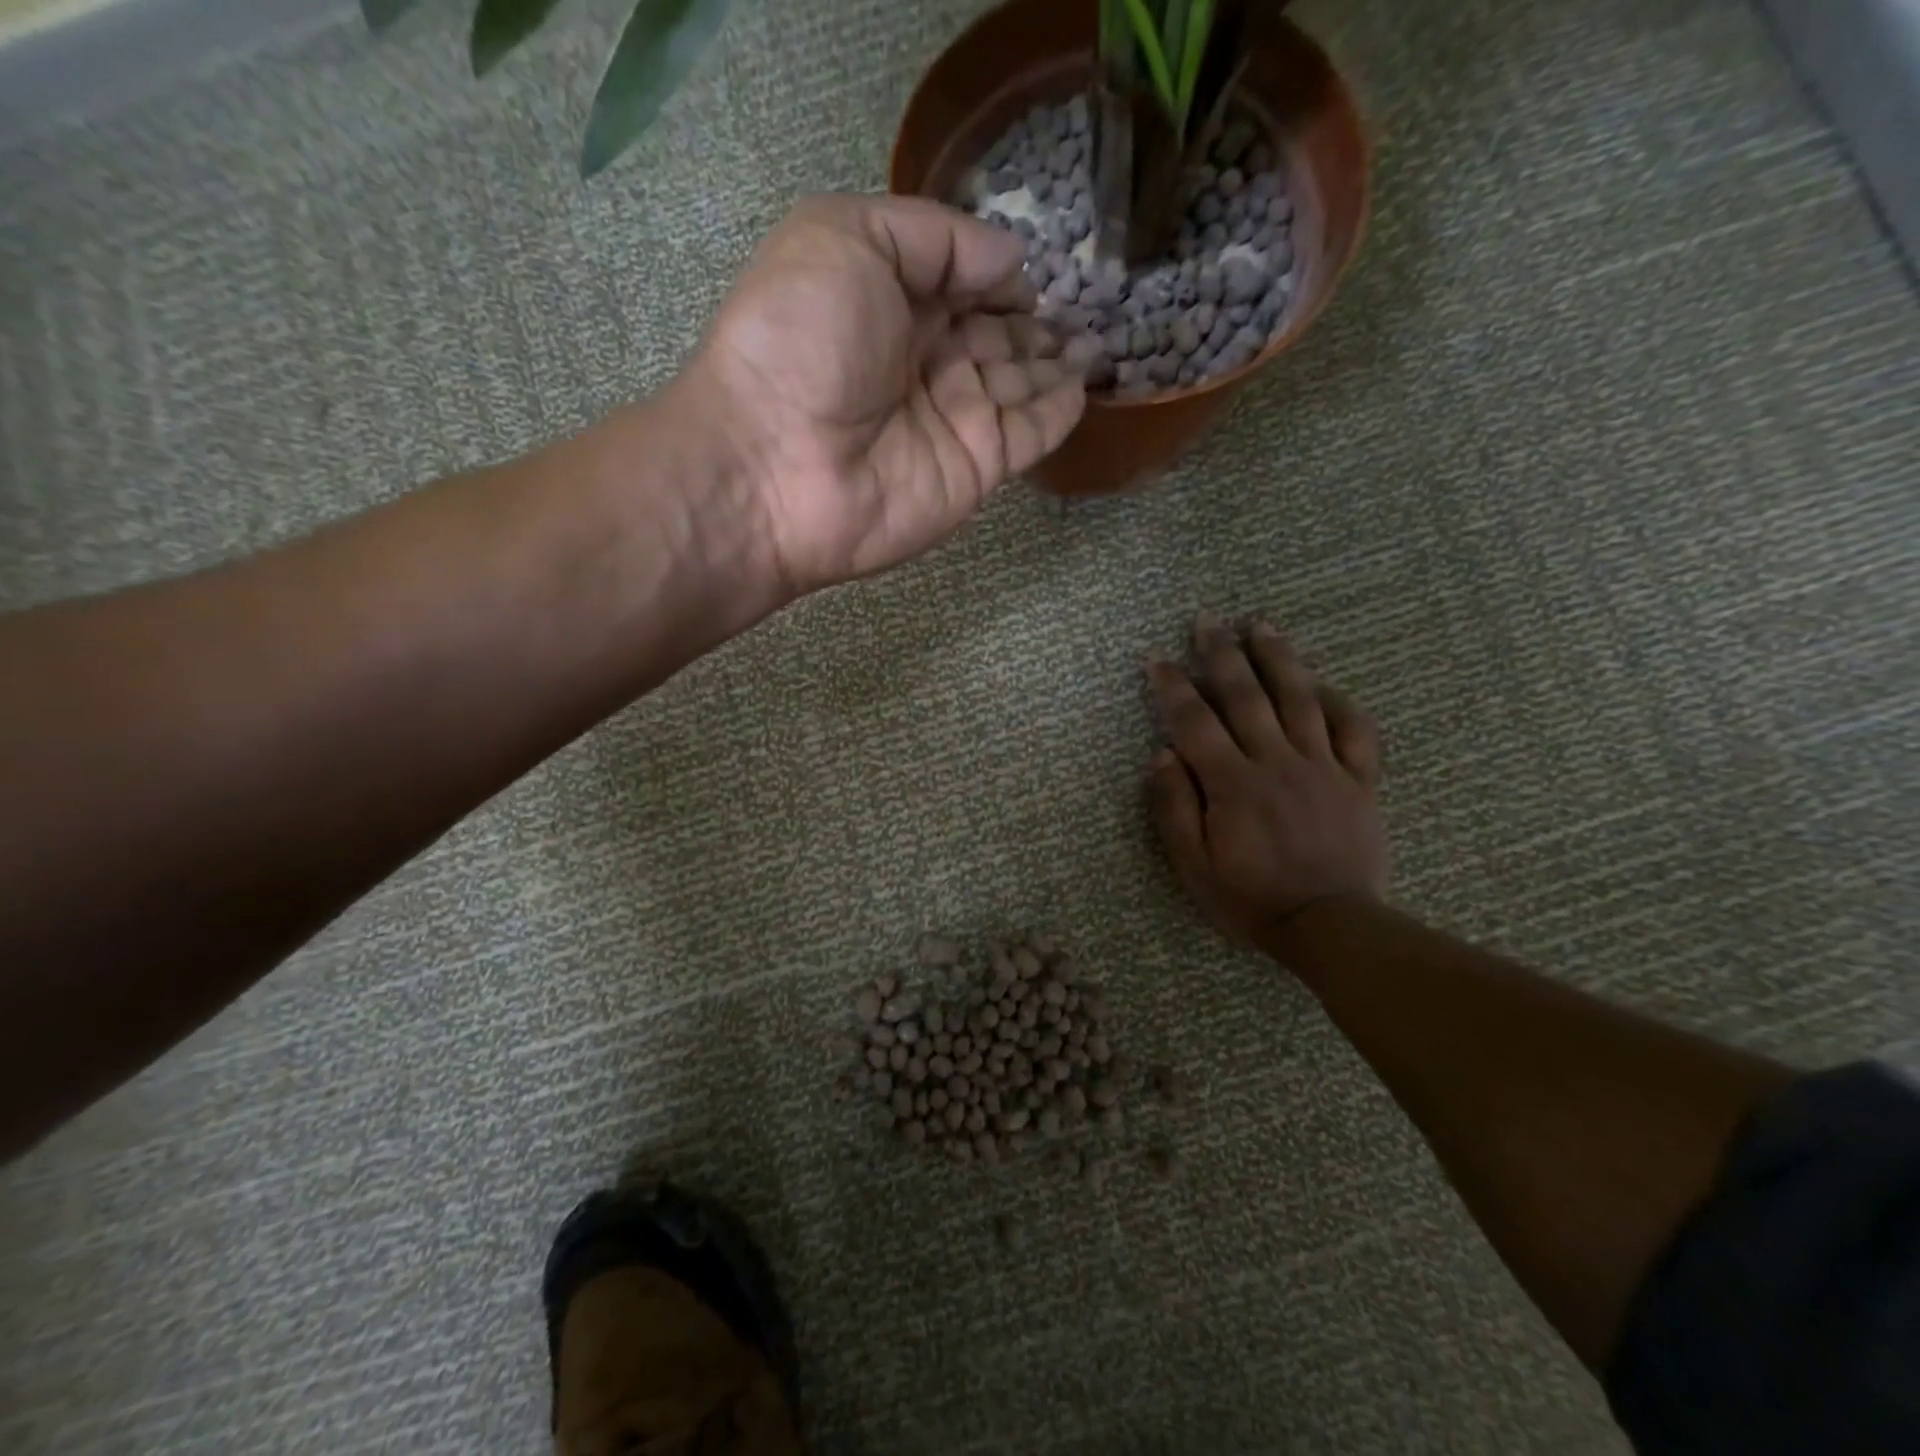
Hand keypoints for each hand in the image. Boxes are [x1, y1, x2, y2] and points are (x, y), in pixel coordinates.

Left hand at [688, 194, 1091, 592]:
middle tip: (1085, 304)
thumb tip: (1011, 259)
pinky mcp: (974, 470)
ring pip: (1018, 384)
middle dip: (1035, 320)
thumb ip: (934, 237)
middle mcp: (921, 362)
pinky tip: (1085, 383)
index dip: (996, 271)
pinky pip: (1028, 435)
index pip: (958, 282)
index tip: (1037, 264)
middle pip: (993, 335)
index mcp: (886, 302)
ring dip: (1057, 361)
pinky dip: (1059, 410)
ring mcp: (951, 421)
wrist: (773, 466)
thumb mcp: (847, 238)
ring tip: (1098, 338)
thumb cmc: (799, 341)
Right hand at [1147, 615, 1388, 949]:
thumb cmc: (1251, 898)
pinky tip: (1322, 682)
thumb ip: (1174, 807)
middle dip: (1222, 653)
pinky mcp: (1358, 780)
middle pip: (1246, 695)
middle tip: (1207, 618)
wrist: (1330, 926)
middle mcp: (1276, 762)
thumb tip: (1162, 754)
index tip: (1156, 657)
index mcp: (1232, 784)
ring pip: (1299, 699)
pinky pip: (1355, 730)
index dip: (1172, 686)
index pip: (1194, 722)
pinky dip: (1339, 701)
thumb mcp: (1193, 865)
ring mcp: (1323, 767)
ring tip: (1262, 625)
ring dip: (1278, 658)